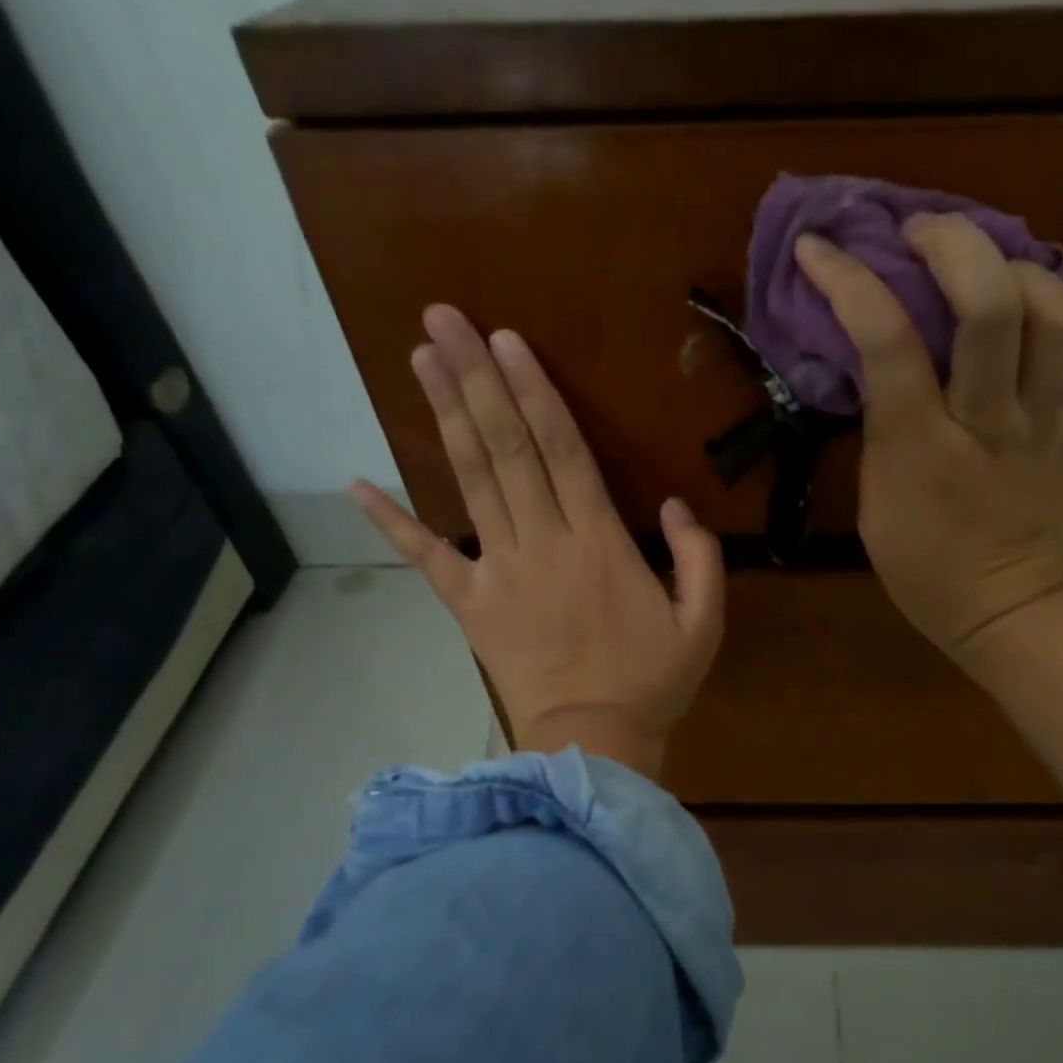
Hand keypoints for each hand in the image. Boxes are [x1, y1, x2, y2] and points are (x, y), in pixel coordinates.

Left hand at [352, 305, 724, 780]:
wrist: (593, 744)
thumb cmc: (652, 683)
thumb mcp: (704, 623)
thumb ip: (700, 557)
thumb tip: (676, 505)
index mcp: (599, 542)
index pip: (561, 450)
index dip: (533, 391)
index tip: (505, 340)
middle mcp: (543, 542)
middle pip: (505, 448)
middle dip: (476, 380)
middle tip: (443, 318)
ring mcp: (499, 572)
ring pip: (471, 482)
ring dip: (446, 418)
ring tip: (421, 358)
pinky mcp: (470, 606)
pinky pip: (428, 558)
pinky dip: (392, 522)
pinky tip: (357, 484)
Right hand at [794, 214, 1062, 669]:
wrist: (1009, 614)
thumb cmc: (925, 572)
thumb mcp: (874, 506)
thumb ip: (879, 432)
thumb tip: (879, 367)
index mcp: (922, 448)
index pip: (887, 342)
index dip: (850, 282)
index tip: (821, 248)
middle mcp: (991, 422)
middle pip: (992, 305)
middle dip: (954, 244)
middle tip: (923, 234)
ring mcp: (1048, 425)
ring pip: (1060, 318)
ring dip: (1024, 275)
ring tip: (994, 274)